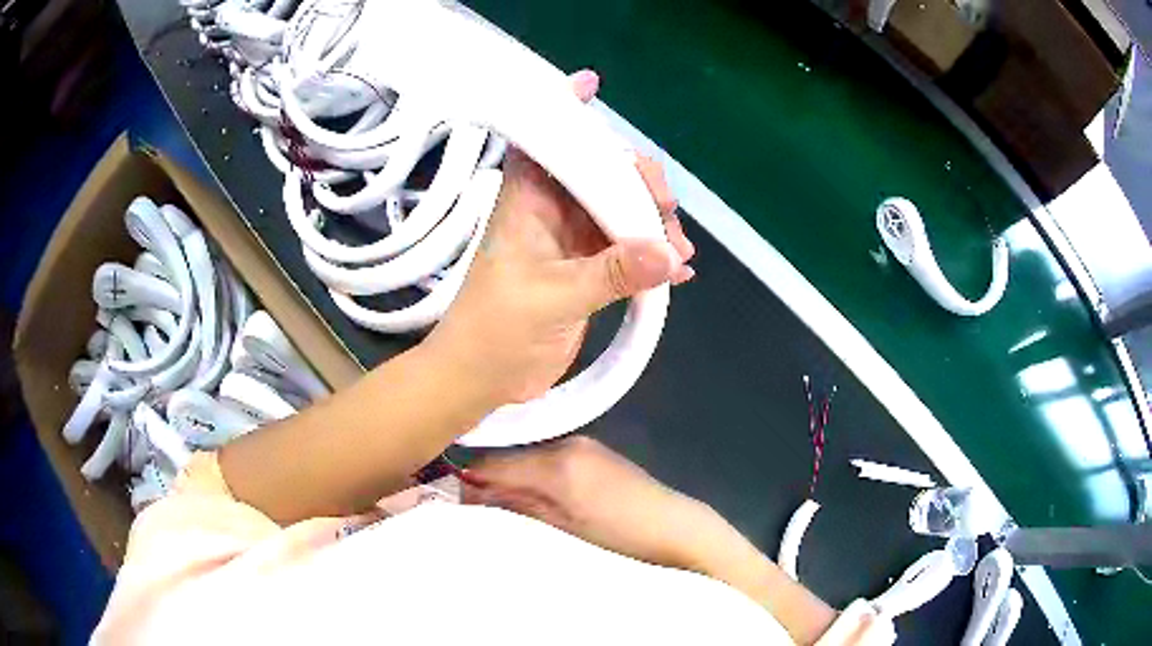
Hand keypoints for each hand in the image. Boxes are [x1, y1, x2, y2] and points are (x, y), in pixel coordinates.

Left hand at [426, 70, 695, 404]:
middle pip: (603, 173)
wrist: (481, 380)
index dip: (567, 109)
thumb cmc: (495, 332)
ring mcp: (572, 239)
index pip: (548, 140)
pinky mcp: (587, 269)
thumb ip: (610, 274)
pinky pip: (627, 250)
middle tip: (666, 221)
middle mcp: (552, 209)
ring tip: (679, 258)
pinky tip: (677, 273)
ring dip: (654, 227)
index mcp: (529, 199)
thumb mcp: (552, 299)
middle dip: (641, 187)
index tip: (592, 84)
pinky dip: (653, 257)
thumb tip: (669, 254)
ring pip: (622, 211)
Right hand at [461, 436, 722, 569]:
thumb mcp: (561, 529)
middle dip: (489, 478)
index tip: (450, 497)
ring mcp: (583, 444)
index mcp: (557, 463)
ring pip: (528, 456)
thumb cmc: (619, 537)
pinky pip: (550, 458)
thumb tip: (470, 497)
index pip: (494, 462)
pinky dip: (534, 474)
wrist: (675, 528)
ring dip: (511, 476)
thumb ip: (515, 507)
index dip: (468, 479)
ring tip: (502, 505)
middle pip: (510, 455)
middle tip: (473, 506)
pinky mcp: (594, 451)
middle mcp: (567, 443)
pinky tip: (535, 495)